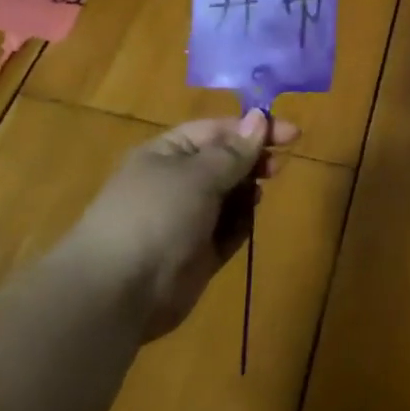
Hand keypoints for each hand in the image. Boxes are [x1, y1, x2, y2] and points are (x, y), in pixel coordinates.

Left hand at [63, 111, 298, 340]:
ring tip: (259, 193)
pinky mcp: (197, 255)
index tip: (292, 134)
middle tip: (277, 167)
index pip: (218, 130)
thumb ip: (234, 151)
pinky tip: (248, 221)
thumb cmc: (156, 216)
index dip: (254, 128)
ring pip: (229, 196)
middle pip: (225, 161)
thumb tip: (260, 117)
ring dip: (247, 191)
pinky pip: (227, 230)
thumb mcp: (198, 175)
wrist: (117, 293)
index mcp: (167, 153)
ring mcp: (186, 220)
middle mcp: (176, 182)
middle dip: (252, 160)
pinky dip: (241, 224)